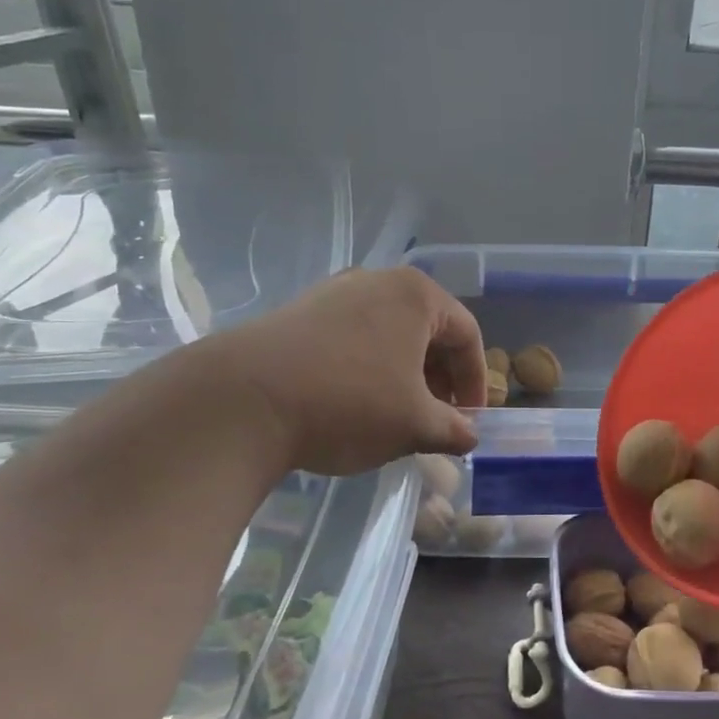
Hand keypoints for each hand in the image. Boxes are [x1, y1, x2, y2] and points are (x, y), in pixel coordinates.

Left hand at [204, 267, 486, 475]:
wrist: (242, 402)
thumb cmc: (348, 404)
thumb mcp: (415, 424)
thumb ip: (453, 429)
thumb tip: (469, 436)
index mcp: (415, 295)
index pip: (467, 335)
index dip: (476, 382)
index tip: (470, 420)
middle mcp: (376, 282)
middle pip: (427, 331)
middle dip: (439, 379)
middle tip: (437, 420)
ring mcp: (332, 294)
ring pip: (388, 336)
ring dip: (404, 377)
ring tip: (397, 416)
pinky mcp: (298, 314)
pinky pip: (352, 340)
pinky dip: (368, 370)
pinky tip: (354, 406)